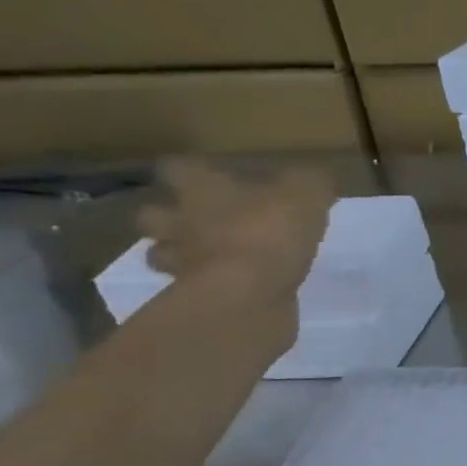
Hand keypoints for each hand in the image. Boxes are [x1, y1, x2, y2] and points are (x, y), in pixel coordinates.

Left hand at [138, 159, 333, 299]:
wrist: (246, 295)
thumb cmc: (269, 232)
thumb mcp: (306, 195)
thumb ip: (310, 182)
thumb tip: (315, 179)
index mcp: (201, 188)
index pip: (176, 167)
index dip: (190, 169)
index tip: (208, 174)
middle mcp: (179, 221)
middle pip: (151, 213)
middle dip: (168, 215)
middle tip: (195, 219)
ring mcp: (181, 262)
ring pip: (161, 254)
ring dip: (177, 254)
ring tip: (205, 257)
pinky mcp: (193, 298)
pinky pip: (189, 288)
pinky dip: (203, 286)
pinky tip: (228, 287)